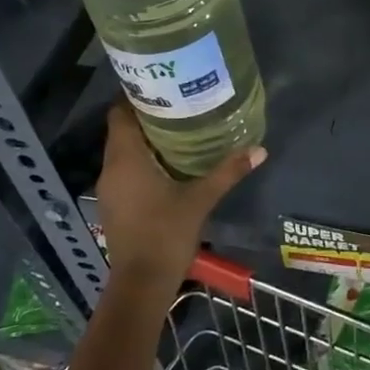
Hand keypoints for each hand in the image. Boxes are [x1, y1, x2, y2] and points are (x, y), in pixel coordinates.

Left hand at [95, 100, 264, 297]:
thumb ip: (227, 171)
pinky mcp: (114, 205)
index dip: (136, 96)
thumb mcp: (201, 200)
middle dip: (146, 115)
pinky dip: (141, 160)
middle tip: (179, 103)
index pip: (119, 113)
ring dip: (144, 139)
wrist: (141, 284)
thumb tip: (259, 148)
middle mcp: (111, 168)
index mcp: (126, 159)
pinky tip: (168, 163)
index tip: (163, 86)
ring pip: (123, 151)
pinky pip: (124, 169)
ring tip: (177, 128)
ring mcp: (110, 189)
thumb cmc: (166, 234)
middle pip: (121, 130)